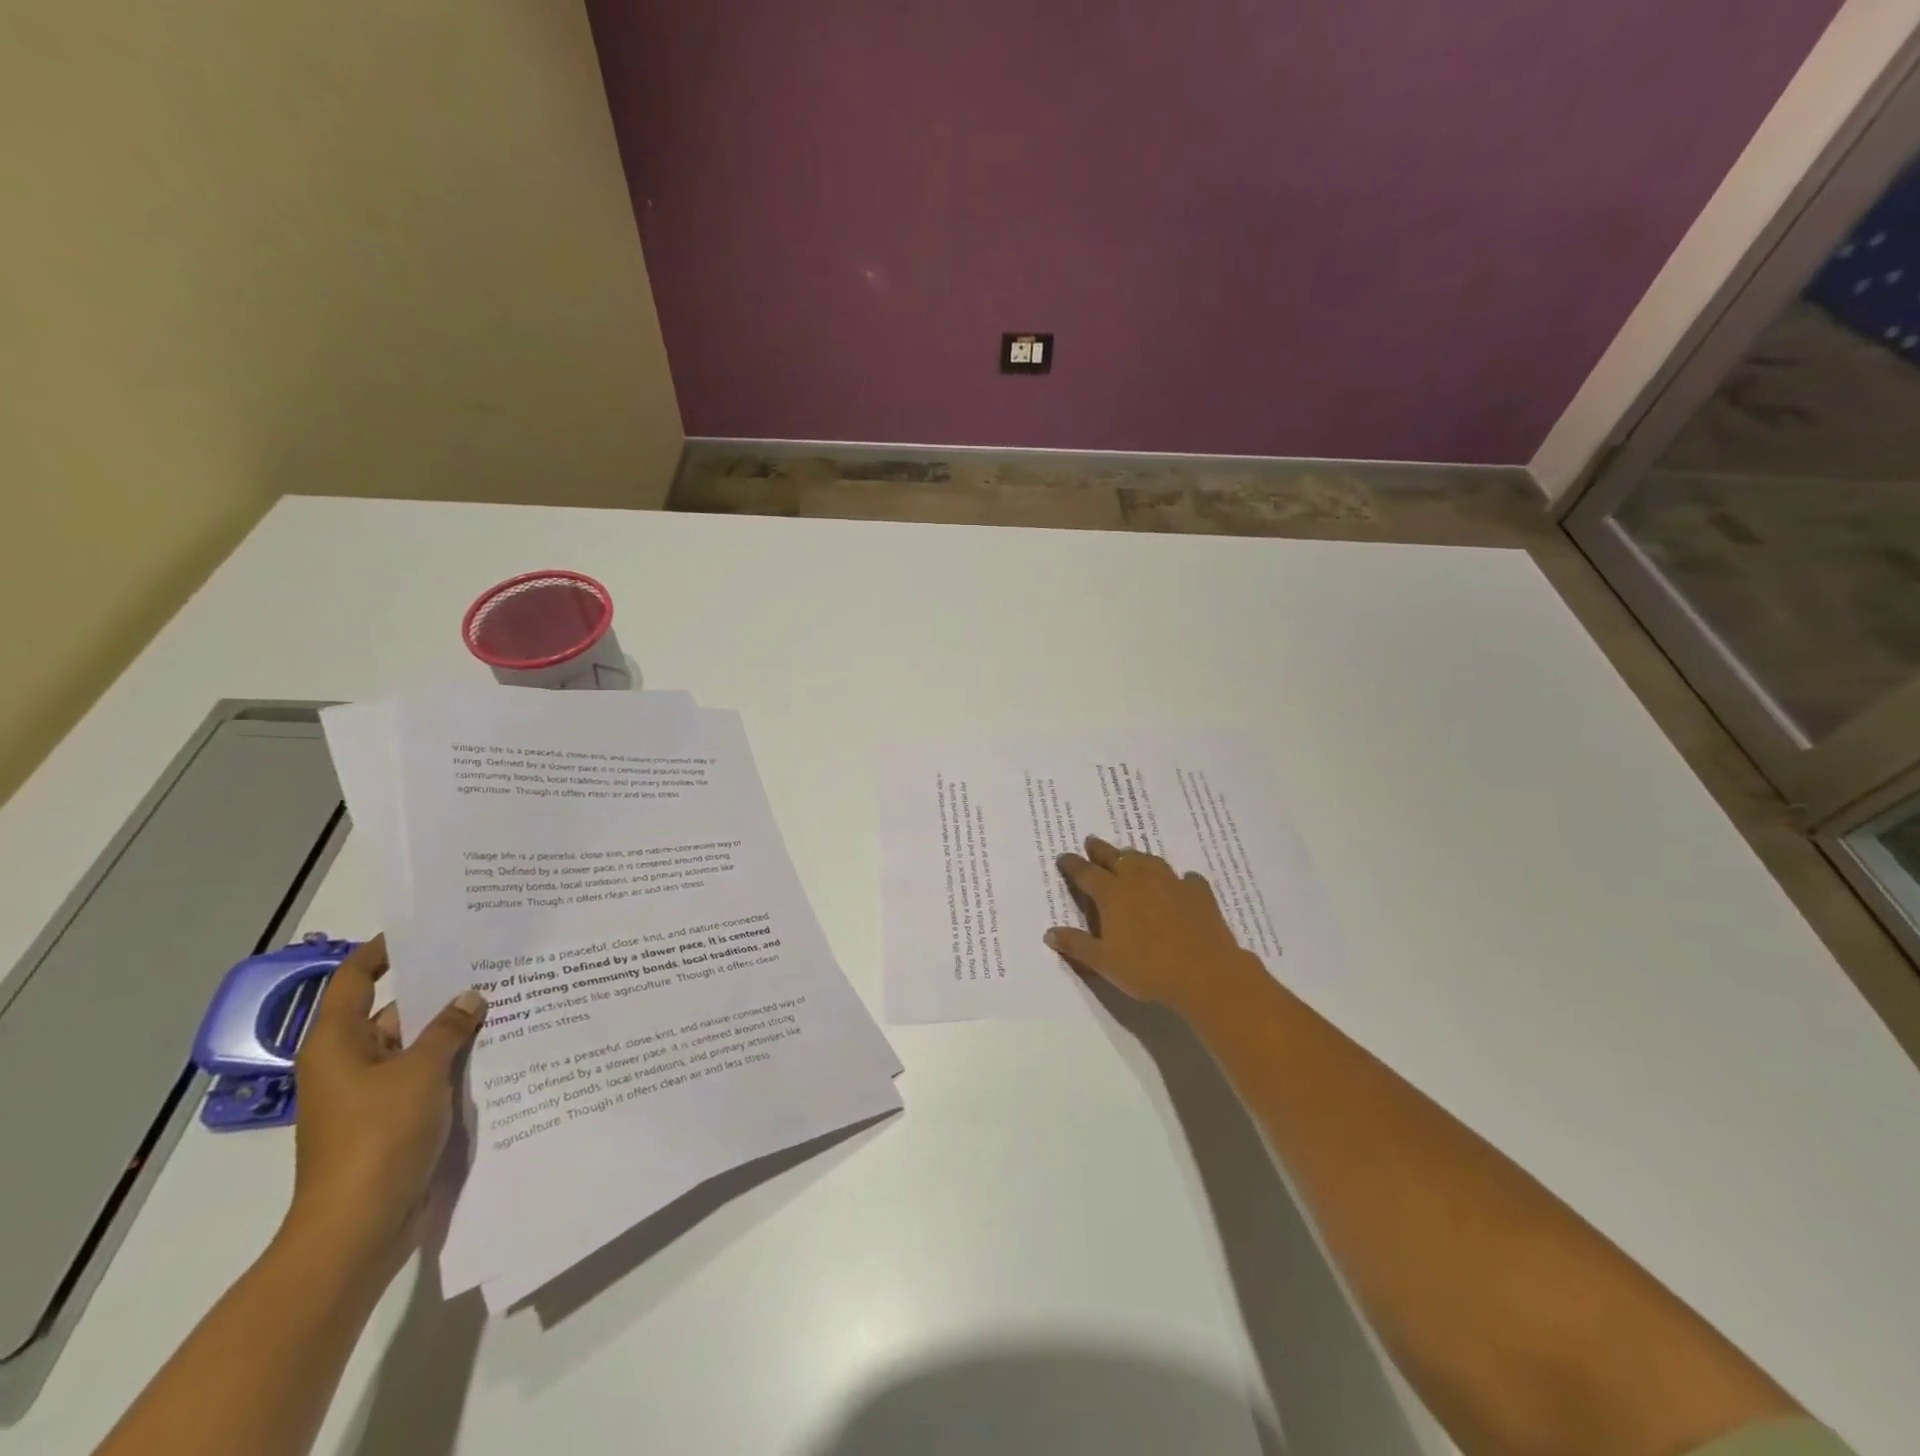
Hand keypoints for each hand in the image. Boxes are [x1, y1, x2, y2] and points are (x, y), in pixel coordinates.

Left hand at [284, 936, 485, 1274]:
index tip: (426, 931)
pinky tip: (500, 1045)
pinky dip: (457, 1059)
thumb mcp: (420, 1072)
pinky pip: (429, 1074)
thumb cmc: (378, 1137)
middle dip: (439, 989)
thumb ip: (449, 1029)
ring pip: (418, 1044)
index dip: (383, 951)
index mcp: (338, 1043)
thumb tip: (470, 997)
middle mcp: (352, 1062)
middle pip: (395, 1010)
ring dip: (455, 1027)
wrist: (359, 1226)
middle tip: (490, 961)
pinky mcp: (397, 1117)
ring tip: (508, 997)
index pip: (354, 980)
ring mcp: (375, 1092)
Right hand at [1048, 837, 1266, 1018]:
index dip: (1072, 865)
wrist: (1205, 973)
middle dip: (1100, 849)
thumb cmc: (1147, 969)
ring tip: (1129, 855)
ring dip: (1135, 856)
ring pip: (1148, 861)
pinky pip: (1186, 878)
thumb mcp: (1103, 962)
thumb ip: (1076, 945)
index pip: (1086, 873)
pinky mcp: (1198, 893)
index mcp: (1112, 894)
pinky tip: (1182, 881)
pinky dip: (1179, 878)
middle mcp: (1139, 880)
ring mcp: (1171, 883)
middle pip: (1116, 857)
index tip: (1063, 857)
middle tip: (1091, 841)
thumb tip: (1049, 932)